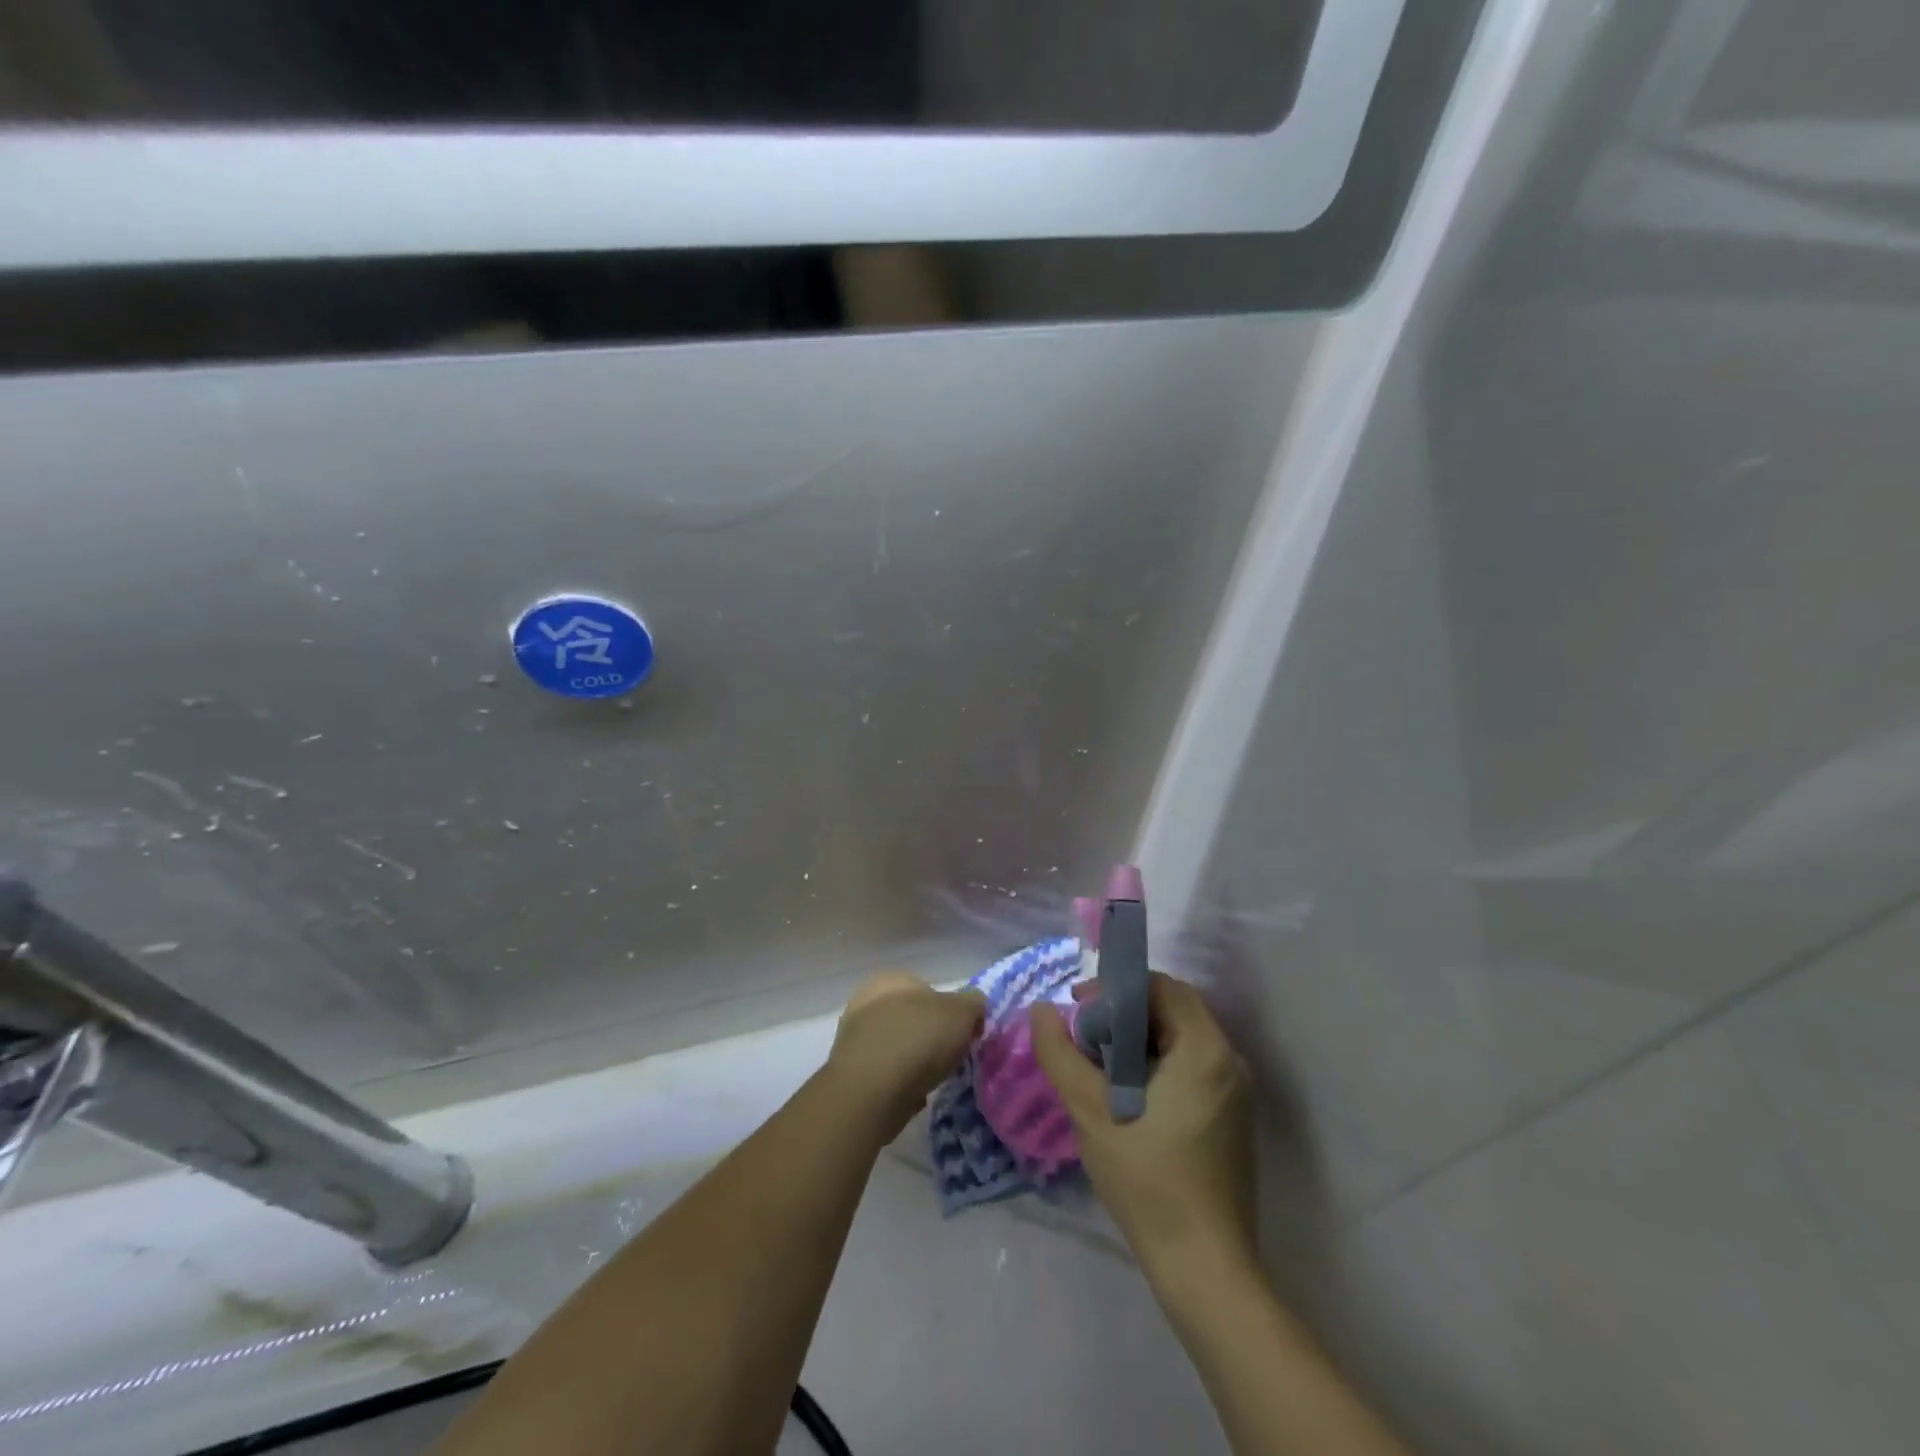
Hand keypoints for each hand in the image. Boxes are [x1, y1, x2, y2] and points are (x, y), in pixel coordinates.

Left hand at [828, 972, 985, 1140]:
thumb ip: (973, 1004)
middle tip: (949, 1057)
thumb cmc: (919, 1039)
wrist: (871, 1091)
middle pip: (911, 1018)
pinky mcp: (849, 1071)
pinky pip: (884, 1072)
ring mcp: (853, 1036)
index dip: (950, 1012)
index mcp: (892, 978)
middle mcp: (866, 999)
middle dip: (930, 1036)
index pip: (928, 989)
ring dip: (913, 1061)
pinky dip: (898, 1082)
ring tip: (931, 1079)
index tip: (963, 1035)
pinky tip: (910, 1095)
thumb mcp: (963, 1013)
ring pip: (896, 1045)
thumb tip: (974, 1007)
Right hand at [1032, 973, 1256, 1286]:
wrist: (1203, 1268)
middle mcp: (1229, 1062)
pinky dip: (1156, 1066)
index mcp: (1205, 1048)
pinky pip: (1190, 1069)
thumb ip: (1060, 1053)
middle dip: (1124, 1014)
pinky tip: (1126, 1097)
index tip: (1080, 1010)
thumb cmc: (1148, 1179)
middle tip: (1085, 1038)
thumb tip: (1041, 1010)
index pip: (1162, 987)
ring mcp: (1234, 1094)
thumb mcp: (1090, 1110)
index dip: (1117, 988)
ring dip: (1138, 1041)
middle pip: (1172, 1011)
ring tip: (1098, 1067)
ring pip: (1180, 1041)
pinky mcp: (1230, 1121)